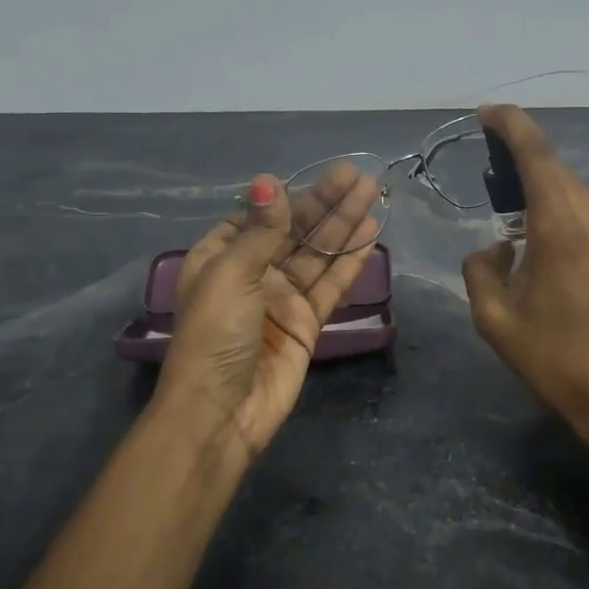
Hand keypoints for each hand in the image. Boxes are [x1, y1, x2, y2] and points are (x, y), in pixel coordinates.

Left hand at [160, 163, 381, 461]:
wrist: (222, 412)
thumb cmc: (215, 335)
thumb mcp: (230, 274)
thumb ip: (261, 230)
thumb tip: (268, 180)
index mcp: (221, 258)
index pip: (257, 217)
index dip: (287, 197)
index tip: (316, 176)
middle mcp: (252, 273)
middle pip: (295, 231)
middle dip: (326, 203)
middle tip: (359, 176)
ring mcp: (282, 299)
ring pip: (318, 254)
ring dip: (344, 225)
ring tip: (373, 194)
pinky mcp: (306, 323)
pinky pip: (331, 285)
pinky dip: (350, 261)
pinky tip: (370, 235)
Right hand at [462, 104, 588, 448]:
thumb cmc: (553, 359)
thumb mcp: (494, 319)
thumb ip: (482, 269)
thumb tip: (496, 248)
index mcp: (561, 229)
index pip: (537, 156)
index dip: (513, 125)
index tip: (489, 112)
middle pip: (559, 172)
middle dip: (526, 160)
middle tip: (495, 170)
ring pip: (579, 197)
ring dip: (549, 195)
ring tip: (522, 221)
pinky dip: (571, 222)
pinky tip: (558, 258)